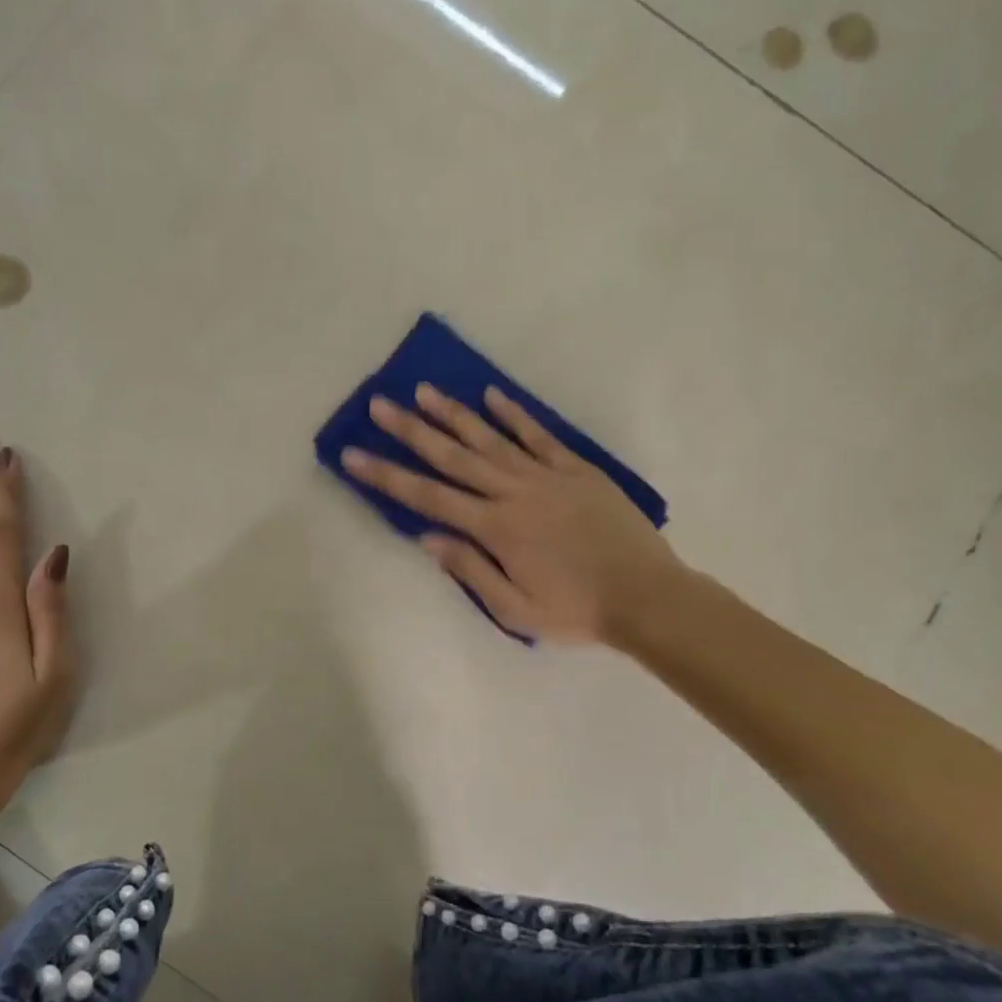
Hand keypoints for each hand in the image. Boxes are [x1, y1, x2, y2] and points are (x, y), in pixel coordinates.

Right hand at [341, 385, 686, 646]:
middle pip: (452, 457)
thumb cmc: (576, 611)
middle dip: (411, 431)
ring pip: (490, 438)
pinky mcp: (577, 469)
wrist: (647, 597)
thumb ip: (470, 570)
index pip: (428, 497)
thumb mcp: (515, 609)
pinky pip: (539, 435)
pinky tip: (492, 395)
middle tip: (379, 405)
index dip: (387, 476)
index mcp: (495, 529)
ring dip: (454, 414)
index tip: (354, 455)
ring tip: (424, 390)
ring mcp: (547, 476)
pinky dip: (514, 414)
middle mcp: (514, 493)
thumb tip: (427, 537)